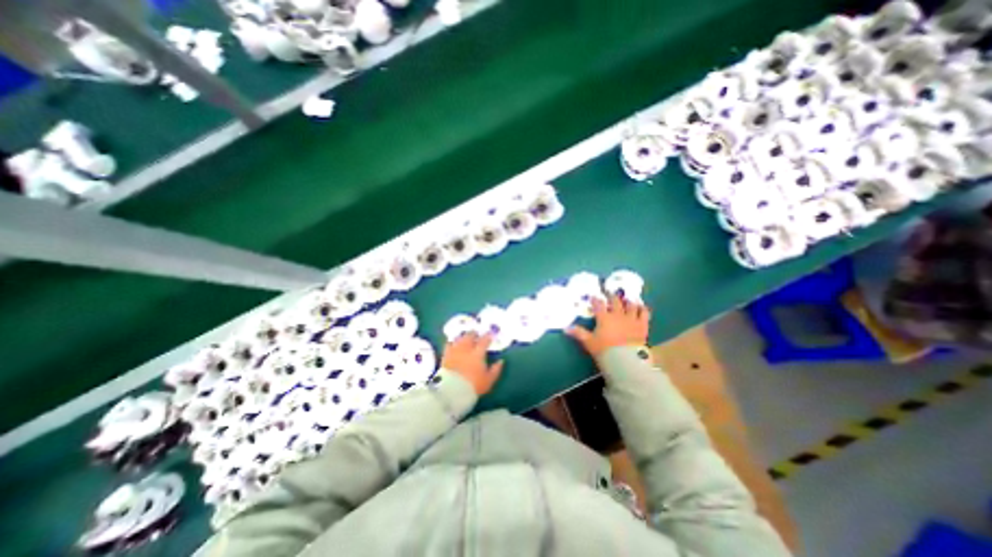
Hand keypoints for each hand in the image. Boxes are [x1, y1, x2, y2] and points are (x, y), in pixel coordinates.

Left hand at [440, 331, 505, 395]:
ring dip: (463, 337)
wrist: (452, 390)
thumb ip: (495, 370)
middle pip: (470, 336)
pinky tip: (452, 344)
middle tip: (476, 334)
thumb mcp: (488, 380)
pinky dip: (451, 342)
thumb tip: (501, 361)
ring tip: (465, 337)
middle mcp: (466, 348)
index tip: (490, 335)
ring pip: (459, 338)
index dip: (488, 336)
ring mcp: (455, 350)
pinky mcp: (445, 355)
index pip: (484, 341)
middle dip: (474, 334)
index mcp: (478, 353)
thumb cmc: (473, 385)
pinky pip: (448, 344)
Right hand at [566, 297, 652, 356]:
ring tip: (627, 299)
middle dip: (611, 296)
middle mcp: (618, 315)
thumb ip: (579, 333)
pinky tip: (642, 307)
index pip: (598, 304)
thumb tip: (566, 328)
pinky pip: (644, 314)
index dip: (595, 299)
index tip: (593, 296)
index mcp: (604, 318)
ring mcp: (631, 319)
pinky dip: (643, 309)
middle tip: (609, 292)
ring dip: (628, 301)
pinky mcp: (642, 325)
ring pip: (630, 305)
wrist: (625, 360)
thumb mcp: (589, 342)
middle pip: (615, 301)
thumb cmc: (604, 350)